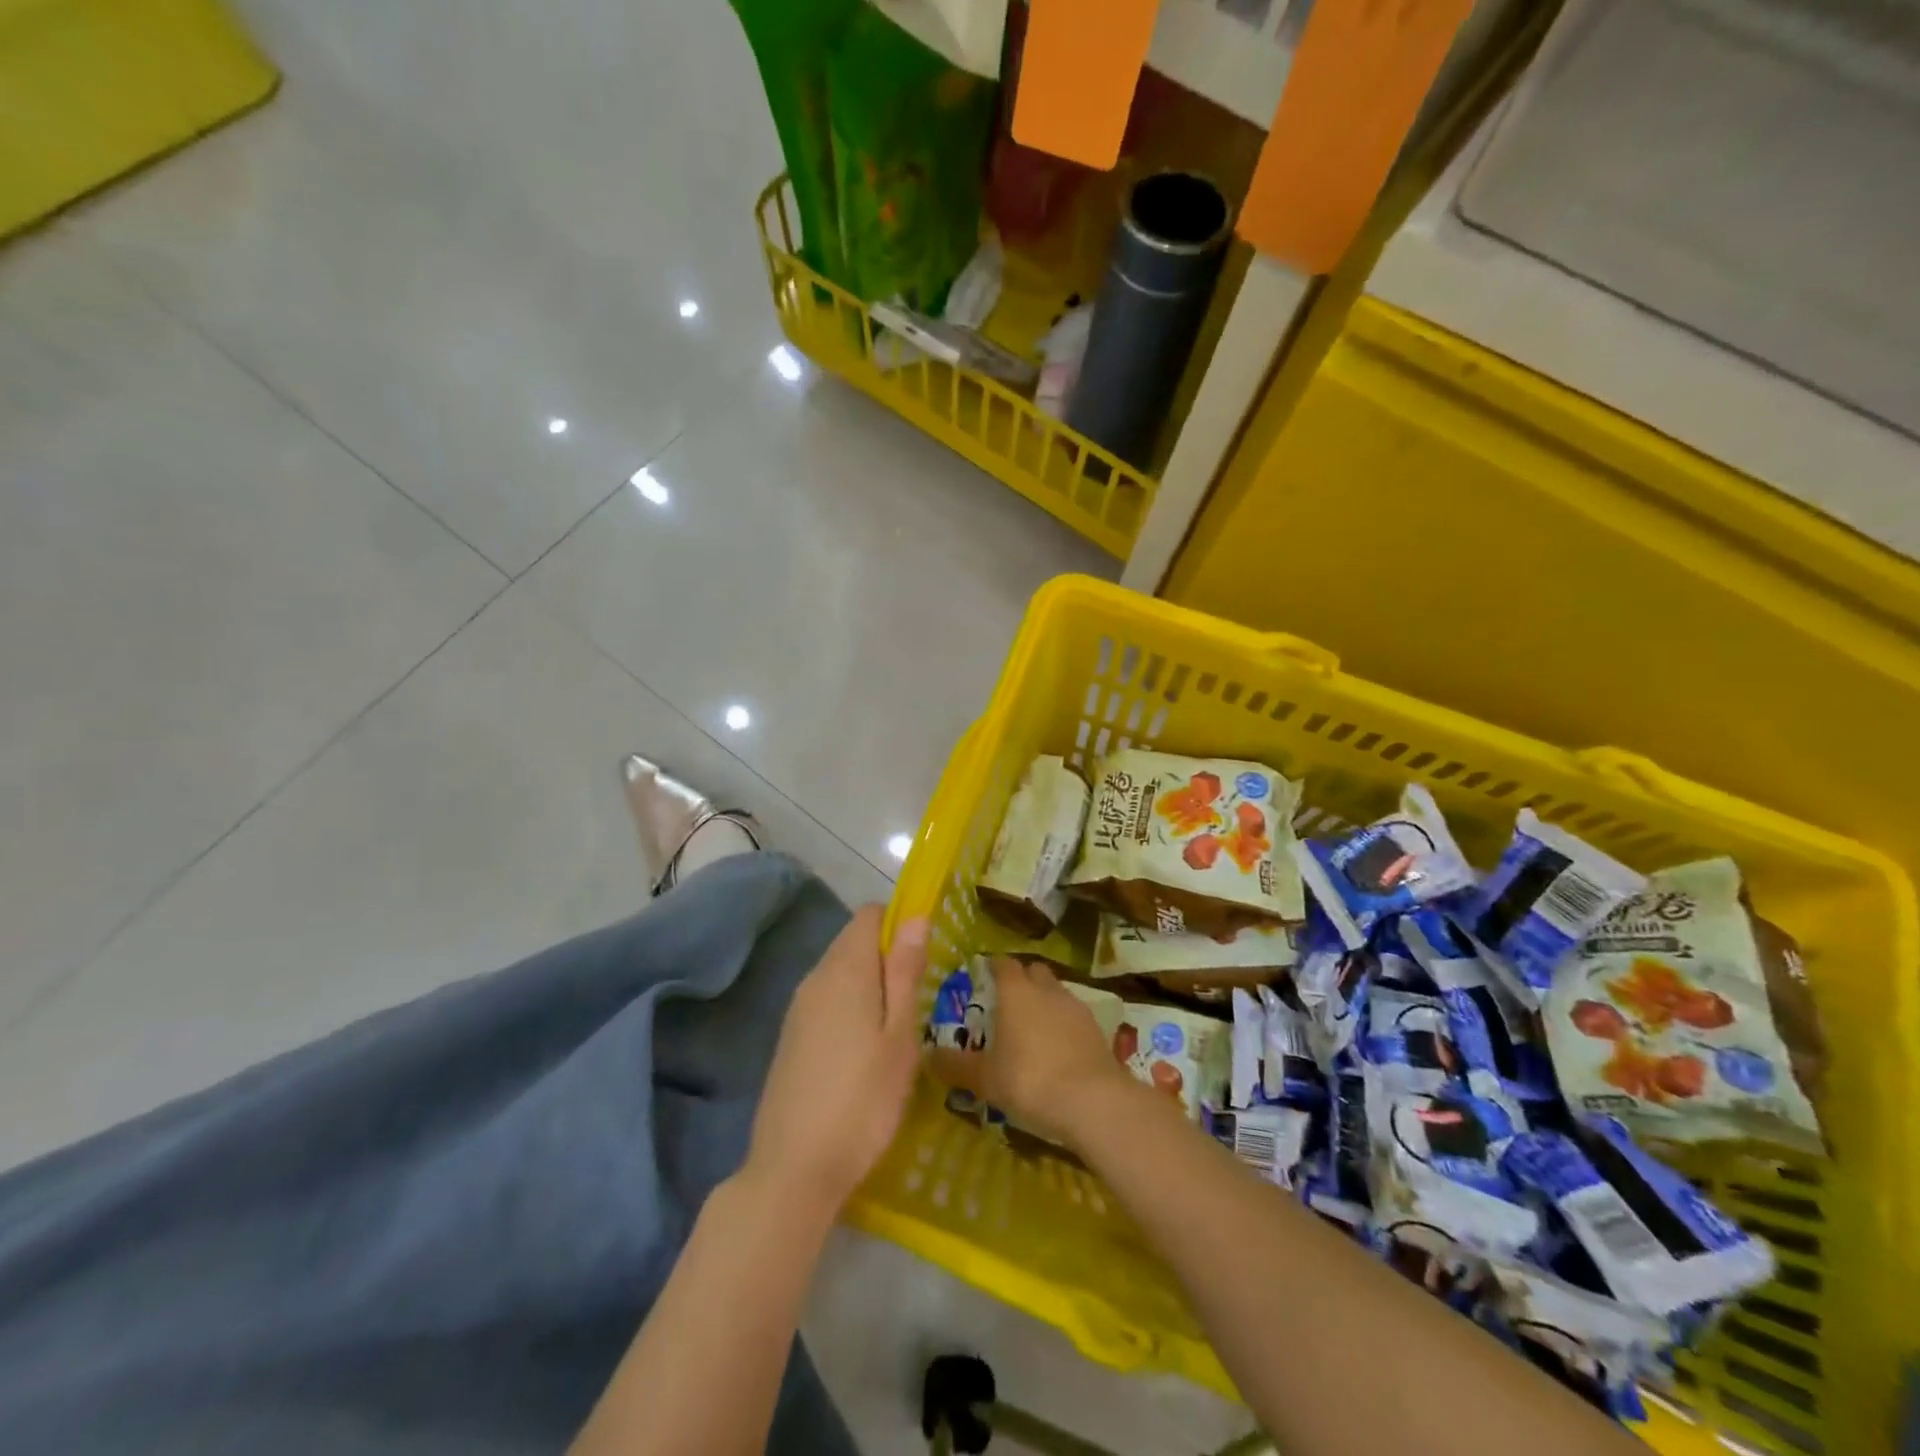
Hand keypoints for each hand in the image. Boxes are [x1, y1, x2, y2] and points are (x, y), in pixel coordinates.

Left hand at [744, 905, 927, 1219]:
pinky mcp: (791, 1037)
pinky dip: (851, 1006)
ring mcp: (798, 1009)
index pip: (869, 915)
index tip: (925, 957)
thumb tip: (914, 916)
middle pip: (853, 941)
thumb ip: (905, 972)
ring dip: (871, 984)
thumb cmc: (863, 1101)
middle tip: (919, 998)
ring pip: (840, 972)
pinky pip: (826, 1000)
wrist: (793, 1170)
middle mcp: (815, 978)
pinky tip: (866, 1050)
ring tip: (898, 1028)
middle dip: (887, 956)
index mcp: (844, 970)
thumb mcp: (899, 1036)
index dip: (899, 923)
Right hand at [929, 958, 1137, 1148]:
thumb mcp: (985, 1079)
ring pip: (1056, 991)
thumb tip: (928, 1055)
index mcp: (1016, 991)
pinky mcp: (1096, 1028)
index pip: (1003, 963)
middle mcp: (1046, 989)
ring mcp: (1075, 1006)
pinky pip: (1073, 1016)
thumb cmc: (1030, 1080)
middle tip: (1006, 1003)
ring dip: (1044, 1001)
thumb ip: (956, 1065)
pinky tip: (1057, 1049)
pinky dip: (1063, 1024)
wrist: (1093, 1101)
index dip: (993, 966)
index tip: (984, 975)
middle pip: (1033, 971)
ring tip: (1032, 1029)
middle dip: (1021, 980)